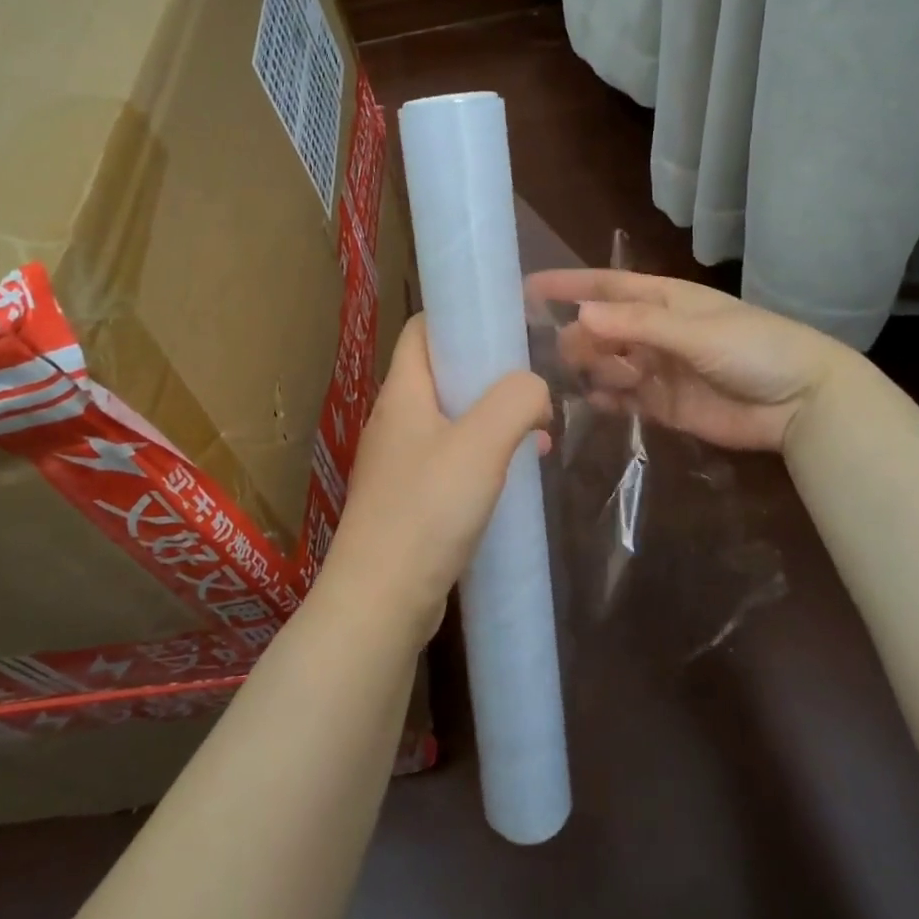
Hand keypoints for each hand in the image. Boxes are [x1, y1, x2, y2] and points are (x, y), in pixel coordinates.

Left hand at [319, 315, 552, 645]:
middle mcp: (395, 421)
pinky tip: (515, 475)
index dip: (461, 318)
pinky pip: (451, 460)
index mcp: (403, 393)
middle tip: (533, 385)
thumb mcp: (482, 443)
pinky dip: (484, 457)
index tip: (506, 325)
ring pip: (451, 420)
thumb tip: (534, 389)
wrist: (381, 599)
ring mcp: (399, 462)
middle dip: (490, 374)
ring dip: (493, 419)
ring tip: (538, 431)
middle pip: (442, 374)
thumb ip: (516, 400)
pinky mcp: (409, 500)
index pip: (423, 329)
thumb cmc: (428, 509)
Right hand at [529, 269, 858, 452]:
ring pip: (607, 365)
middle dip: (580, 338)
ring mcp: (657, 369)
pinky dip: (607, 399)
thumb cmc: (754, 350)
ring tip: (592, 380)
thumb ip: (638, 325)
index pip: (606, 286)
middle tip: (566, 355)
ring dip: (593, 369)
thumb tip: (581, 314)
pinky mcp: (663, 405)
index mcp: (664, 301)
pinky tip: (597, 402)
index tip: (528, 288)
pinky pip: (623, 398)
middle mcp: (655, 332)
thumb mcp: (696, 331)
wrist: (801, 403)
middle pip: (601, 330)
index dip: (569, 285)